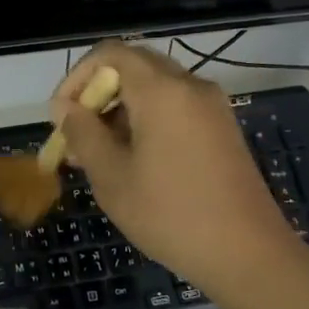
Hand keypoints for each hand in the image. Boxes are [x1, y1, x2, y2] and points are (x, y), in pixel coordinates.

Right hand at [50, 41, 296, 297]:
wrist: (248, 254)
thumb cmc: (170, 214)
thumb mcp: (112, 177)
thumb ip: (83, 133)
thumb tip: (64, 107)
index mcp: (162, 90)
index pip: (110, 54)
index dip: (77, 78)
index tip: (61, 117)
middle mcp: (190, 86)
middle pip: (133, 67)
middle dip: (97, 95)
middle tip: (76, 136)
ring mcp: (211, 107)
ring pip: (155, 89)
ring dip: (120, 111)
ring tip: (98, 156)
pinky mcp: (222, 129)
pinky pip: (176, 108)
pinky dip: (147, 121)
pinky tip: (133, 161)